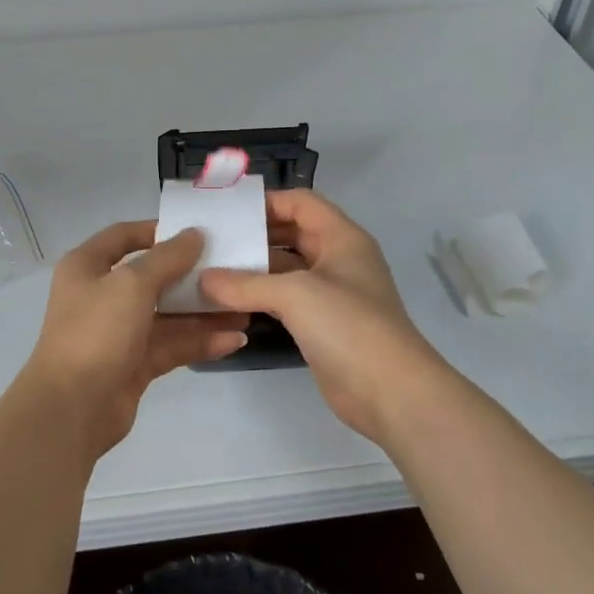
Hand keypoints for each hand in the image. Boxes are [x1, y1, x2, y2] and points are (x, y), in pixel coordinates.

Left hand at [19, 221, 248, 459]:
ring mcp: (119, 332)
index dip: (158, 231)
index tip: (197, 232)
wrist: (72, 408)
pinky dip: (200, 341)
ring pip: (167, 315)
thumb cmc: (96, 332)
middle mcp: (101, 295)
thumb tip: (195, 234)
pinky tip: (234, 339)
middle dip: (192, 276)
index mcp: (87, 267)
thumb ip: (167, 258)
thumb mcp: (132, 284)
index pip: (124, 236)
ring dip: (203, 312)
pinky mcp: (135, 363)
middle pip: (153, 277)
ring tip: (245, 308)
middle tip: (232, 270)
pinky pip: (171, 345)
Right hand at [201, 190, 448, 444]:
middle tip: (213, 241)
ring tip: (211, 269)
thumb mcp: (295, 294)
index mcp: (342, 238)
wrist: (390, 392)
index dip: (267, 202)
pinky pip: (286, 300)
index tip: (227, 212)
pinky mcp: (322, 325)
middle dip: (255, 235)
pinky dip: (260, 297)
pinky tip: (229, 302)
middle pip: (292, 234)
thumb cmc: (348, 326)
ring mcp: (331, 295)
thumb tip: (203, 280)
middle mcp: (338, 260)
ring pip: (287, 269)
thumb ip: (246, 284)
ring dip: (254, 269)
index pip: (302, 203)